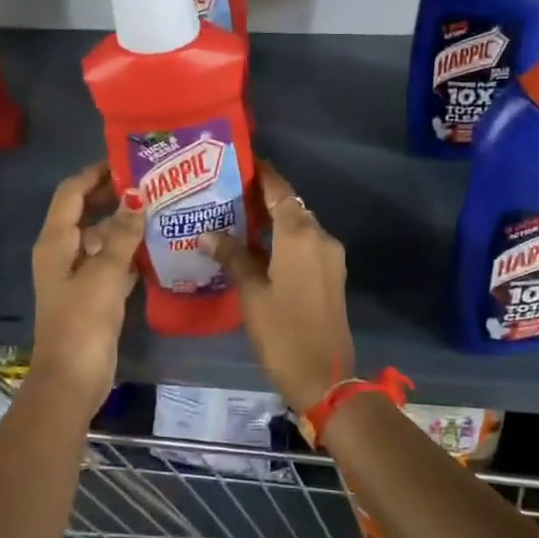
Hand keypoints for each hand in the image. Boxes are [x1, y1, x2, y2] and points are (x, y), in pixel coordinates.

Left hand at [29, 163, 144, 405]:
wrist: (73, 377)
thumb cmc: (83, 320)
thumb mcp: (105, 273)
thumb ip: (122, 233)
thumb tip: (137, 194)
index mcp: (55, 241)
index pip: (71, 192)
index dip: (95, 173)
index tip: (127, 160)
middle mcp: (62, 252)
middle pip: (85, 212)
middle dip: (113, 195)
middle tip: (152, 182)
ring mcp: (78, 274)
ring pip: (101, 237)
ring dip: (124, 224)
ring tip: (161, 208)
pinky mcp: (93, 294)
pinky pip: (111, 261)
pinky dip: (128, 251)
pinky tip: (156, 245)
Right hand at [206, 162, 354, 416]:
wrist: (325, 377)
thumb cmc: (283, 332)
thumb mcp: (251, 293)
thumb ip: (233, 257)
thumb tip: (207, 233)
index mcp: (300, 234)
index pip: (279, 190)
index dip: (262, 174)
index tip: (241, 160)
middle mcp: (320, 237)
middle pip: (290, 206)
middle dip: (262, 198)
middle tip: (226, 193)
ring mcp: (330, 258)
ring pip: (299, 227)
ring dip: (273, 221)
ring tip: (237, 219)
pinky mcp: (332, 276)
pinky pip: (305, 246)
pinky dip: (284, 240)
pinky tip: (259, 249)